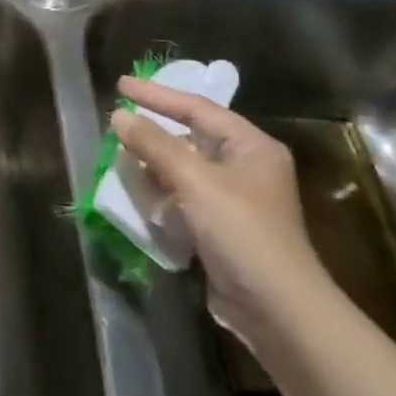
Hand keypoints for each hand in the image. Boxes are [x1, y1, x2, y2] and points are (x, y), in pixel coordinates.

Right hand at [111, 77, 328, 342]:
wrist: (277, 310)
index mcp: (251, 147)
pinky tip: (138, 195)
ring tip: (120, 156)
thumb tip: (119, 115)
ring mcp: (234, 201)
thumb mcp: (196, 182)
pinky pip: (184, 199)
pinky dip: (161, 194)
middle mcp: (246, 168)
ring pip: (185, 170)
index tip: (121, 85)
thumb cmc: (242, 233)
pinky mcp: (221, 230)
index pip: (198, 109)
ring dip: (154, 164)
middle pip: (192, 138)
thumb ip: (155, 145)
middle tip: (118, 121)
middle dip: (154, 131)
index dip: (158, 95)